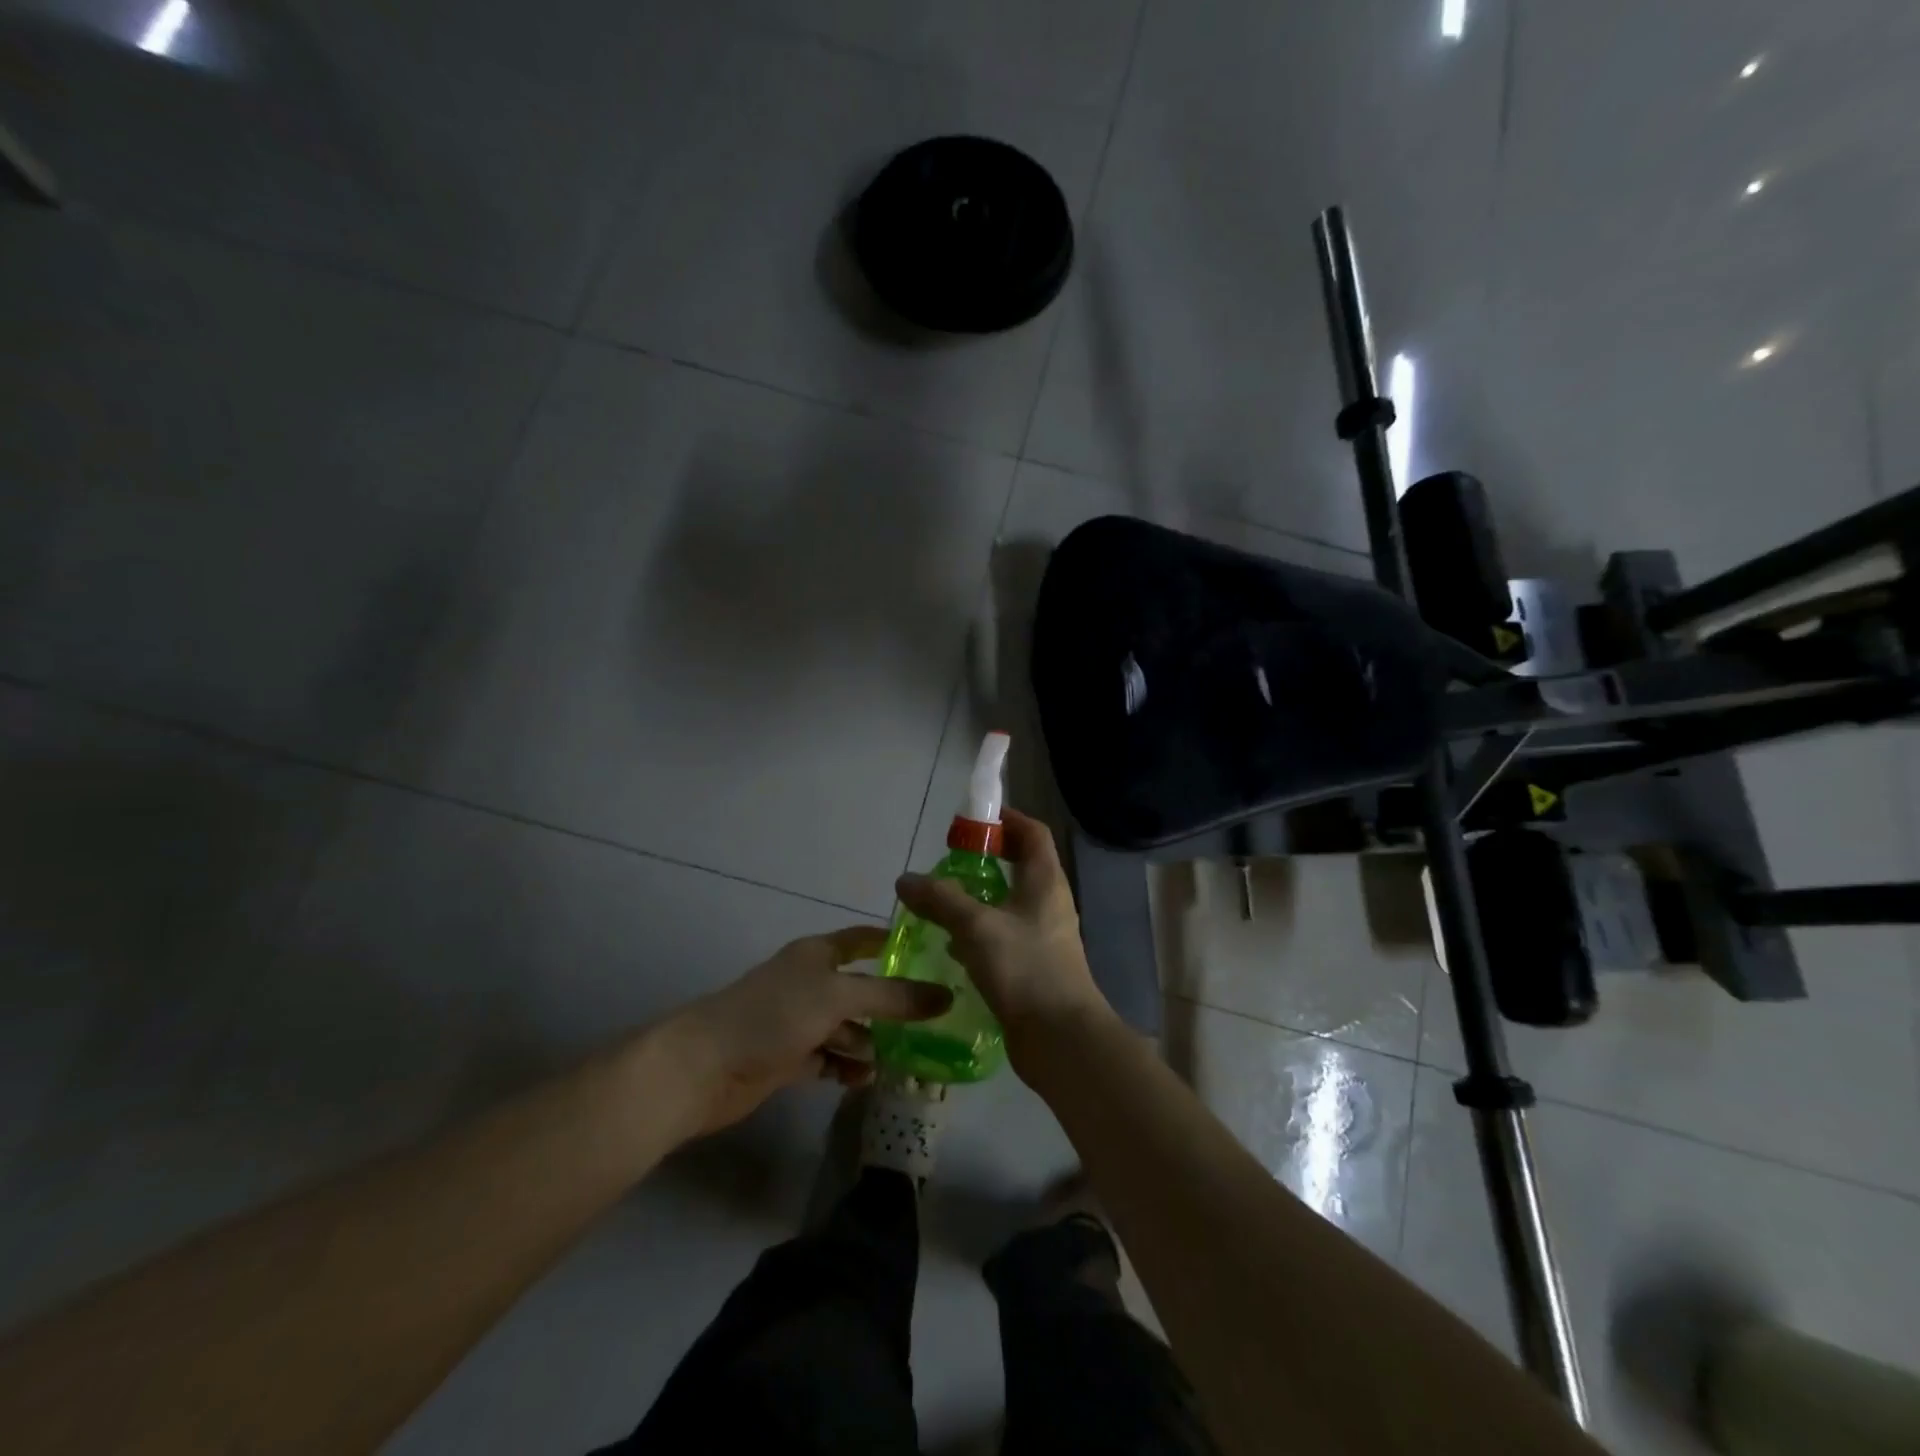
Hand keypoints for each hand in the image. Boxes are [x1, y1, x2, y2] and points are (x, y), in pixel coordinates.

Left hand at [668, 927, 953, 1137]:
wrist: (704, 1067)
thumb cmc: (774, 1015)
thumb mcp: (839, 997)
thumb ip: (893, 998)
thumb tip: (946, 996)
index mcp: (818, 954)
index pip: (864, 940)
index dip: (894, 944)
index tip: (934, 955)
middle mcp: (810, 983)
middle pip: (861, 989)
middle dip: (892, 1005)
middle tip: (934, 1023)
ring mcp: (798, 1022)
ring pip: (847, 1027)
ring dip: (871, 1042)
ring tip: (902, 1061)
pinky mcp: (788, 1058)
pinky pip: (829, 1059)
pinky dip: (847, 1067)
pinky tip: (866, 1080)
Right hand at [894, 808, 1114, 1072]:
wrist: (1061, 1038)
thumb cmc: (1025, 968)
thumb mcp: (976, 926)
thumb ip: (940, 899)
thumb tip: (905, 880)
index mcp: (1045, 881)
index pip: (1032, 833)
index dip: (1006, 820)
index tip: (973, 820)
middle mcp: (1049, 904)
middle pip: (1020, 867)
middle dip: (986, 860)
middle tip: (949, 863)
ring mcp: (1044, 938)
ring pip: (1010, 905)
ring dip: (980, 899)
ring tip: (942, 903)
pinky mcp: (1034, 968)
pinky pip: (1004, 938)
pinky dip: (980, 934)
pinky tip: (953, 948)